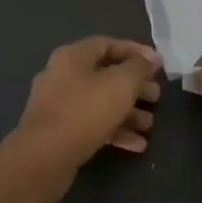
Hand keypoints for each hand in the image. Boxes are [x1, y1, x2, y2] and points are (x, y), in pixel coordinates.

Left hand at [7, 36, 162, 201]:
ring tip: (149, 125)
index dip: (135, 51)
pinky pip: (92, 125)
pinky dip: (115, 131)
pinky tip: (137, 145)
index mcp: (72, 57)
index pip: (107, 44)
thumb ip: (139, 68)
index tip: (158, 64)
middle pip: (106, 75)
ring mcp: (59, 106)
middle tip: (156, 97)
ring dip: (128, 112)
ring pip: (101, 103)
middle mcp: (63, 76)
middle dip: (135, 86)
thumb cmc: (84, 112)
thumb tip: (152, 58)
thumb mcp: (120, 85)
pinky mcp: (60, 133)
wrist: (43, 158)